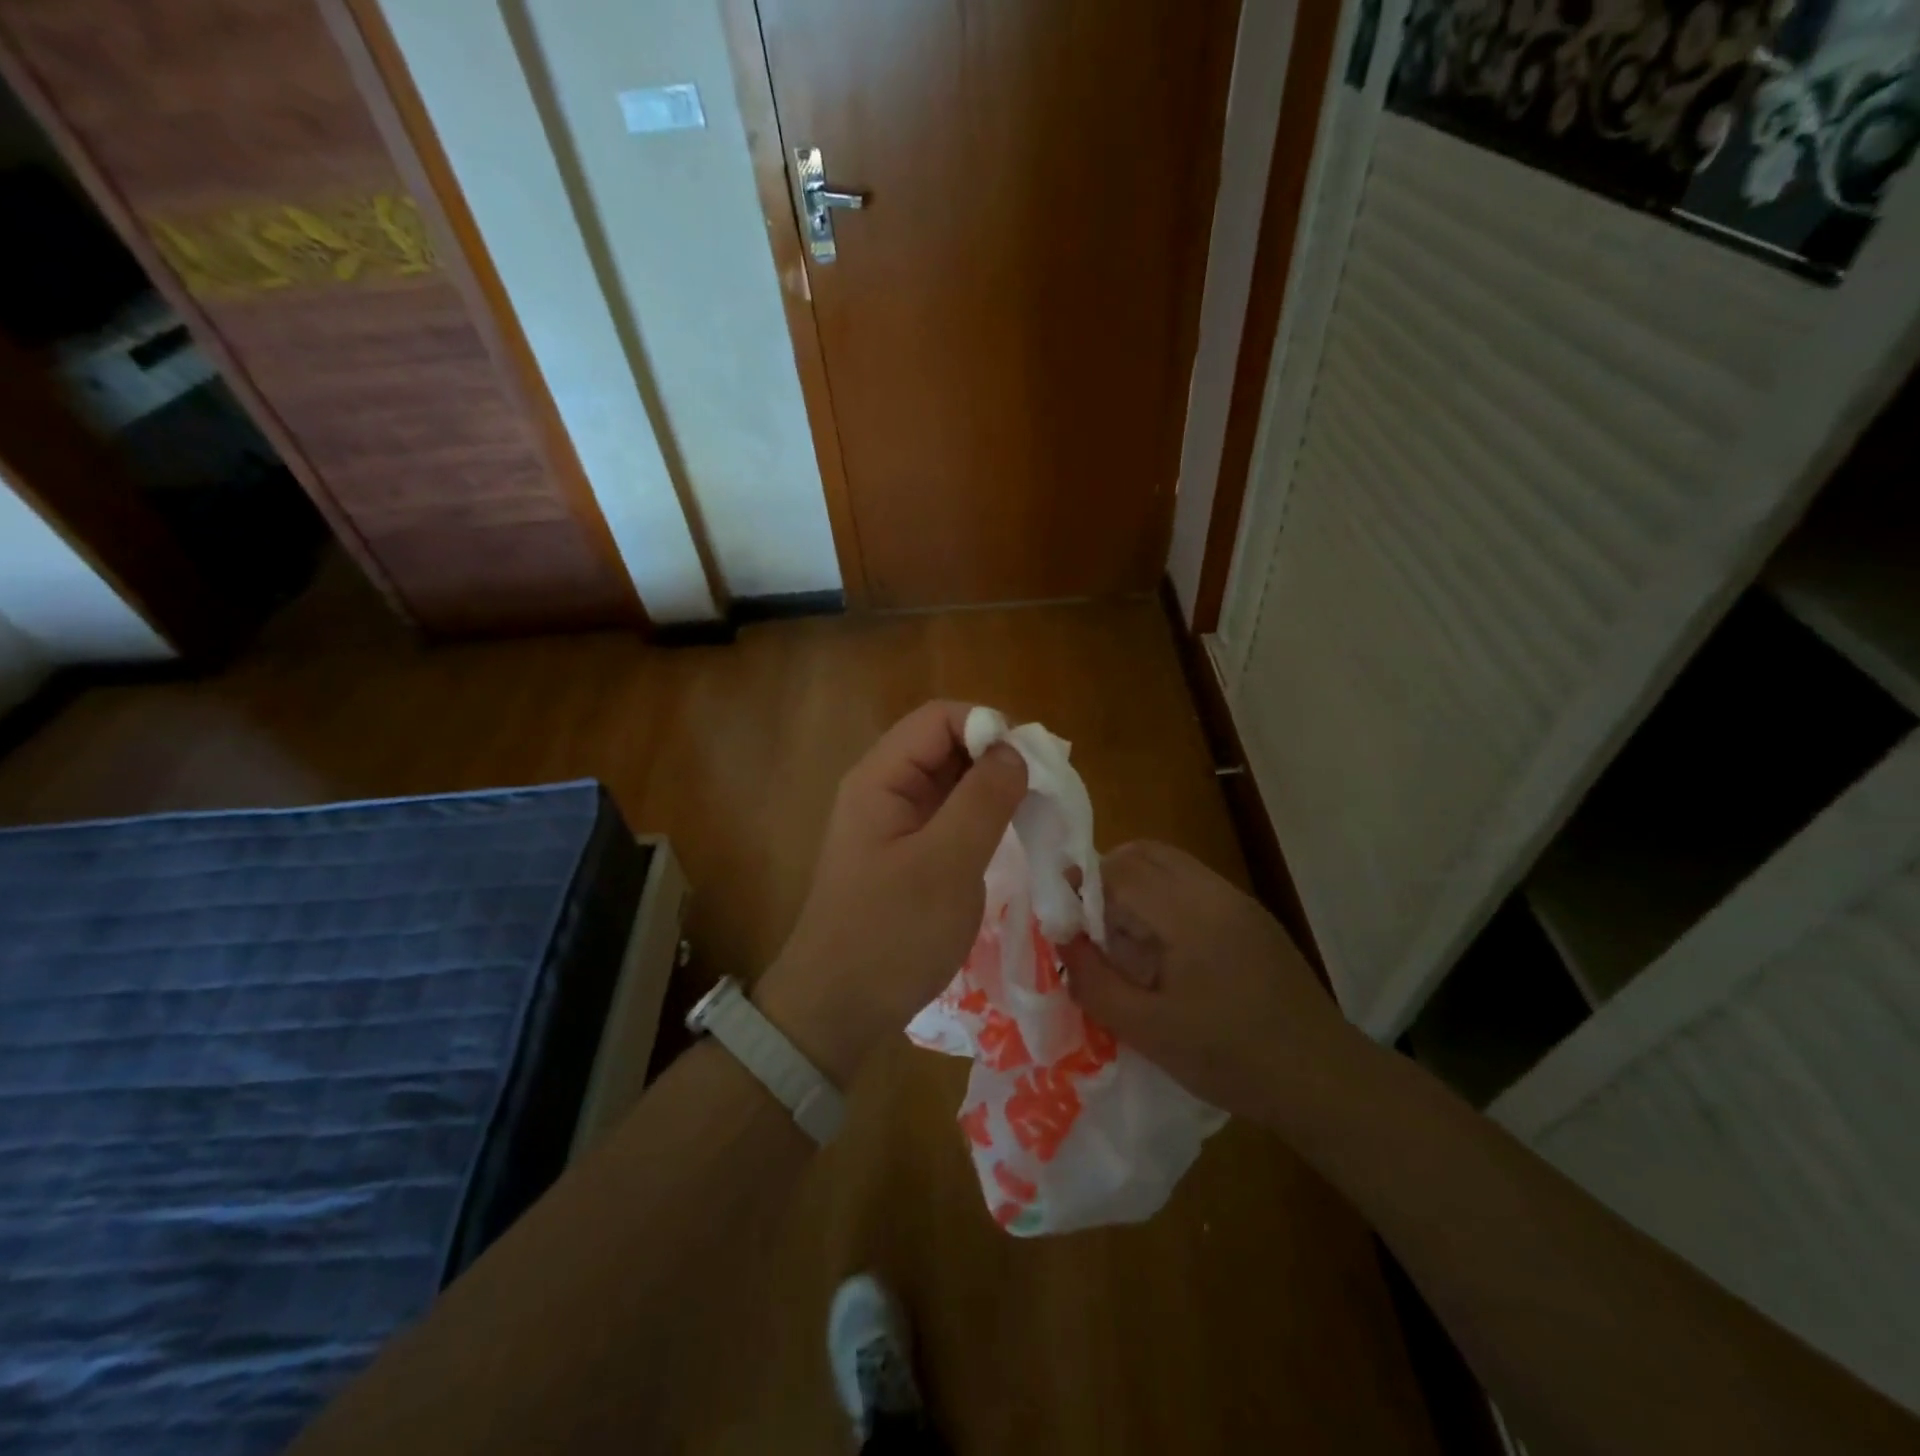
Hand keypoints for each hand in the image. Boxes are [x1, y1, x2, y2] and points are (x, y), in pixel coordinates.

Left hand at [756, 701, 1027, 1083]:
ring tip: (1037, 813)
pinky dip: (984, 817)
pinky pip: (950, 816)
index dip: (989, 727)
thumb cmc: (890, 934)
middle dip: (997, 757)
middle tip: (1045, 791)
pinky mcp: (908, 853)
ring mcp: (896, 823)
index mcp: (881, 778)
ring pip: (952, 781)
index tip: (1034, 763)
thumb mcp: (946, 864)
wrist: (838, 1010)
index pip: (940, 719)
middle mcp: (885, 789)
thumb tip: (1016, 751)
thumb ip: (983, 800)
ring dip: (995, 788)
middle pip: (947, 745)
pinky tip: (1013, 837)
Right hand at [1059, 841, 1362, 1123]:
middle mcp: (1215, 892)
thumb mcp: (1150, 1033)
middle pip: (1145, 853)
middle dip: (1105, 877)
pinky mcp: (1251, 916)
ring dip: (1134, 884)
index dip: (1082, 887)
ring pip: (1169, 863)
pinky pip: (1192, 883)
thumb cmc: (1232, 1059)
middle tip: (1087, 924)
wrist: (1324, 1080)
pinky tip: (1161, 946)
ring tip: (1120, 935)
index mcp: (1190, 914)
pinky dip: (1162, 896)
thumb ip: (1096, 983)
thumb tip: (1062, 941)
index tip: (1063, 919)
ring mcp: (1238, 901)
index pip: (1120, 871)